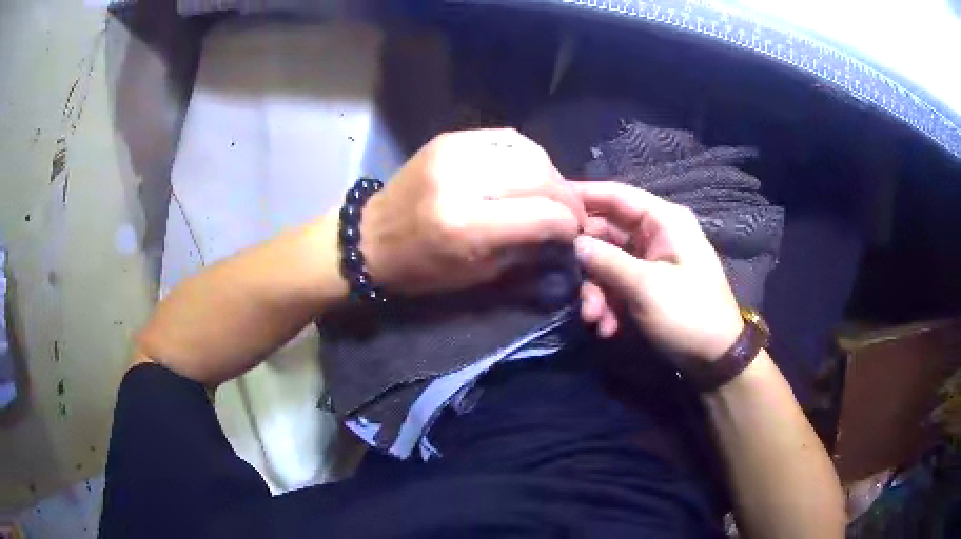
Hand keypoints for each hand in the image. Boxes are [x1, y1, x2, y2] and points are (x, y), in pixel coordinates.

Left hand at [361, 129, 585, 293]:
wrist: (371, 237)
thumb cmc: (421, 268)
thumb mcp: (477, 274)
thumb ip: (526, 249)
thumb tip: (564, 230)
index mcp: (465, 224)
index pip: (543, 214)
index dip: (568, 224)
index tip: (575, 232)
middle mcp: (462, 180)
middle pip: (540, 177)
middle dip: (566, 198)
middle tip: (571, 214)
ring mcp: (454, 151)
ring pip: (529, 152)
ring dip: (550, 175)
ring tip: (551, 194)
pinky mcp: (450, 138)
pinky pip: (508, 138)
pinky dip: (527, 156)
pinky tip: (527, 173)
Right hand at [573, 182, 743, 362]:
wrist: (715, 358)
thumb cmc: (690, 314)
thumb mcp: (648, 287)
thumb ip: (609, 262)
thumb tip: (574, 243)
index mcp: (664, 221)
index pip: (617, 195)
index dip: (583, 195)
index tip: (548, 201)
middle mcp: (655, 234)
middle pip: (607, 232)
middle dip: (586, 261)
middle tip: (564, 280)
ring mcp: (649, 261)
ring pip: (607, 263)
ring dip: (596, 291)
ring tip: (593, 318)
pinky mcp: (645, 285)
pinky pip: (616, 284)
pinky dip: (607, 304)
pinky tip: (606, 328)